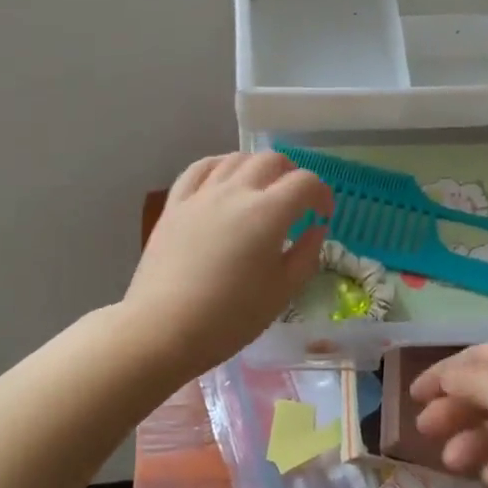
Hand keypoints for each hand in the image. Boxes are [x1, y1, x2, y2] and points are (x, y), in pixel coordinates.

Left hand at [125, 151, 331, 376]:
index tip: (323, 215)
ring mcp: (201, 195)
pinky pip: (199, 169)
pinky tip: (223, 179)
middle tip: (296, 201)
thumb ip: (306, 255)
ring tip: (262, 189)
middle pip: (271, 160)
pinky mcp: (175, 205)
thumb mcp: (282, 293)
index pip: (305, 183)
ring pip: (235, 159)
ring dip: (257, 167)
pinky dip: (219, 166)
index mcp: (268, 213)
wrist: (163, 328)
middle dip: (292, 175)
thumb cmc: (230, 317)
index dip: (322, 194)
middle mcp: (235, 192)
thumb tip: (316, 229)